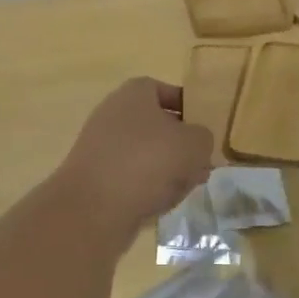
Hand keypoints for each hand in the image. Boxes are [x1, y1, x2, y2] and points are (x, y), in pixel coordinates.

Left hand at [59, 78, 213, 226]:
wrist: (94, 207)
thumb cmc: (148, 161)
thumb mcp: (194, 144)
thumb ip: (204, 138)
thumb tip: (197, 144)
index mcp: (134, 93)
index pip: (165, 90)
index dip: (187, 107)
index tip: (204, 128)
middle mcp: (113, 114)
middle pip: (156, 125)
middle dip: (180, 145)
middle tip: (201, 163)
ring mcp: (101, 146)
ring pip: (145, 154)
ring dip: (167, 169)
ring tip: (187, 187)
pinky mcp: (96, 177)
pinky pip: (130, 177)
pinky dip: (147, 187)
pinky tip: (162, 203)